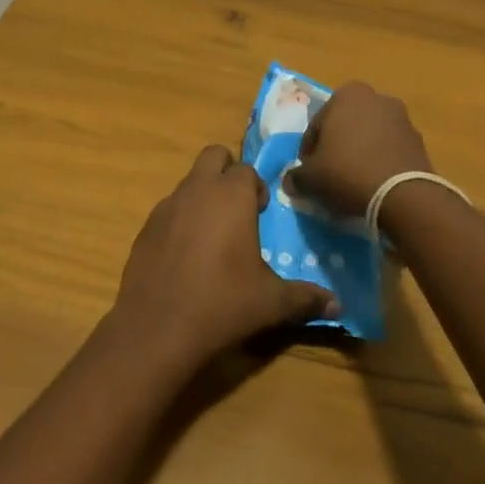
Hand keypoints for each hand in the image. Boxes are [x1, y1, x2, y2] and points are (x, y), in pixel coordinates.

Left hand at [109, 145, 337, 372]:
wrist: (158, 327)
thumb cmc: (223, 304)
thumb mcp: (272, 302)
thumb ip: (306, 297)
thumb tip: (339, 305)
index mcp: (231, 196)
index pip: (246, 169)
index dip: (256, 187)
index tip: (261, 213)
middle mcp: (197, 190)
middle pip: (213, 156)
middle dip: (227, 172)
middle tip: (238, 209)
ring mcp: (166, 206)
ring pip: (188, 183)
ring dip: (203, 196)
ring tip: (213, 238)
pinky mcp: (145, 227)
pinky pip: (168, 210)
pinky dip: (180, 221)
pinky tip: (186, 256)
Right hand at [287, 82, 433, 218]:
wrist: (403, 195)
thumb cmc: (347, 173)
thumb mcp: (310, 178)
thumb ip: (296, 176)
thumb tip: (291, 181)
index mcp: (346, 95)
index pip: (316, 125)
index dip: (309, 151)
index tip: (309, 172)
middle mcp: (376, 97)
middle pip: (345, 126)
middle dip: (337, 146)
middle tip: (329, 175)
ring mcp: (402, 118)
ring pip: (369, 136)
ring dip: (360, 153)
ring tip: (353, 182)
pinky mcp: (419, 141)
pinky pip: (389, 150)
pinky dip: (380, 162)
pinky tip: (374, 184)